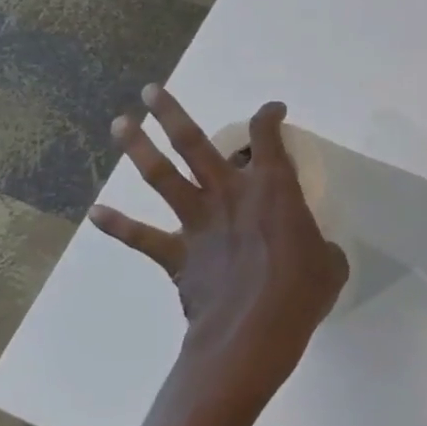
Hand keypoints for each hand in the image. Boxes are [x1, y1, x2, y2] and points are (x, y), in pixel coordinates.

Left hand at [91, 86, 348, 417]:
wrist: (253, 334)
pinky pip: (142, 237)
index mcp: (273, 188)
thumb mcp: (330, 265)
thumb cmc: (300, 293)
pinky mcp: (178, 254)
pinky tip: (96, 213)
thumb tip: (319, 253)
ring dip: (139, 147)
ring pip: (162, 176)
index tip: (273, 110)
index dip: (270, 116)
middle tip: (152, 91)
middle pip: (195, 142)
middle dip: (171, 113)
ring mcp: (198, 222)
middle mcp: (230, 193)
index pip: (269, 136)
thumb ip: (322, 248)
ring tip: (120, 122)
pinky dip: (118, 226)